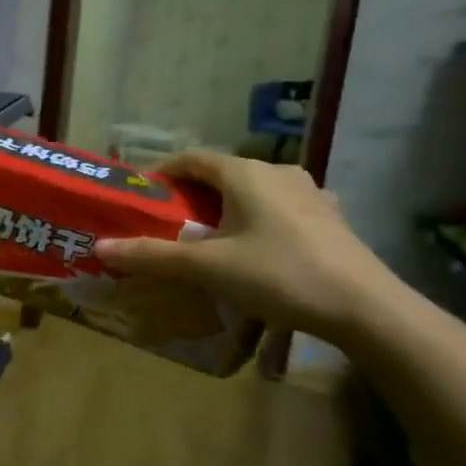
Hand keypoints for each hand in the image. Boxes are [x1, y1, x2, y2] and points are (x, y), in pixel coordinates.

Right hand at [93, 151, 405, 345]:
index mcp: (246, 173)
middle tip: (169, 224)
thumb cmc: (279, 275)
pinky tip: (257, 251)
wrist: (366, 308)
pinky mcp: (330, 219)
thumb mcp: (207, 268)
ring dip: (227, 209)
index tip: (142, 195)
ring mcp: (310, 194)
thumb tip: (99, 248)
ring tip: (210, 240)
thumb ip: (152, 256)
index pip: (192, 157)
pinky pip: (281, 210)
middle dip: (192, 195)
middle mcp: (278, 172)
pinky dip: (258, 222)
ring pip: (254, 192)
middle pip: (223, 174)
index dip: (162, 172)